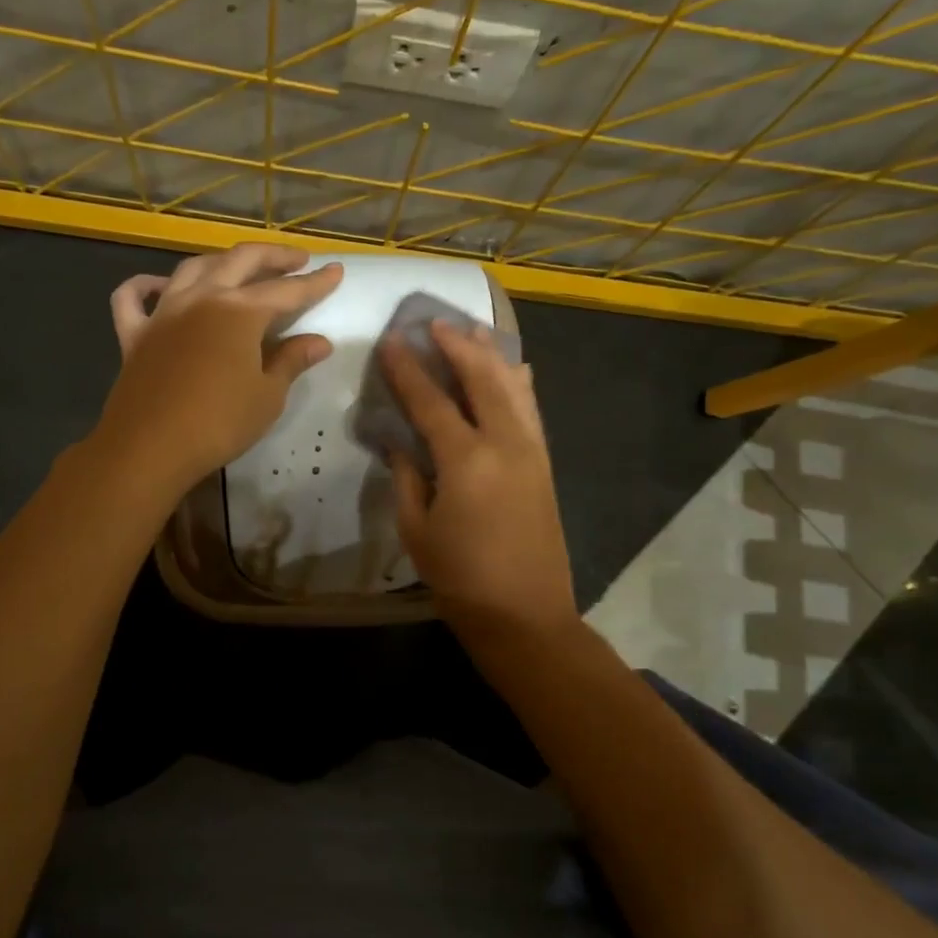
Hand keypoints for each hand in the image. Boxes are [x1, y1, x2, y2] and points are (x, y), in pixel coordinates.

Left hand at [99, 244, 342, 491]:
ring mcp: (164, 312)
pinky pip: (134, 297)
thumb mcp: (267, 395)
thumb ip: (292, 361)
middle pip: (241, 260)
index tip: (336, 269)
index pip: (287, 290)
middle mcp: (202, 298)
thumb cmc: (219, 423)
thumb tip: (320, 341)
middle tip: (297, 259)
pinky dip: (147, 285)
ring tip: (241, 268)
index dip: (316, 281)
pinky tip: (160, 286)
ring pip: (194, 267)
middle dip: (274, 256)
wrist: (150, 447)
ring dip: (222, 261)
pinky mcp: (134, 333)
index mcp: (240, 311)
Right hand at [382, 322, 577, 637]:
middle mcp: (505, 443)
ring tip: (472, 332)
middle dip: (457, 345)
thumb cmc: (461, 579)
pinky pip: (531, 409)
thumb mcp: (417, 530)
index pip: (431, 400)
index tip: (392, 340)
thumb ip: (406, 477)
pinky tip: (514, 369)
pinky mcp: (545, 463)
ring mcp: (532, 450)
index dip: (408, 369)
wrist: (526, 615)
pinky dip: (519, 383)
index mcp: (466, 460)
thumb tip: (400, 441)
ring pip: (514, 386)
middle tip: (434, 322)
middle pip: (482, 377)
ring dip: (491, 354)